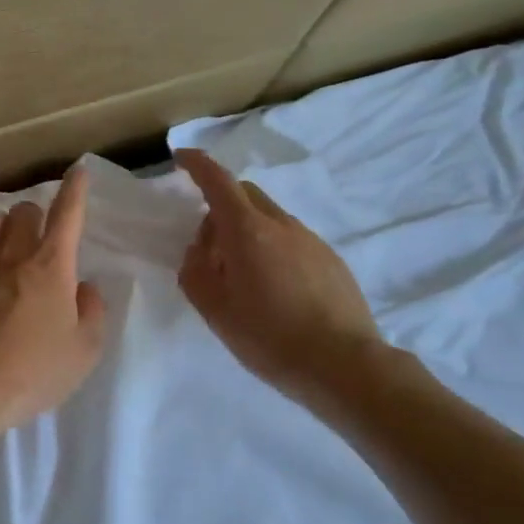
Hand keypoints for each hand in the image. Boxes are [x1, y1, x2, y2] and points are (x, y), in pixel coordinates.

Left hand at [0, 166, 107, 440]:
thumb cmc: (33, 371)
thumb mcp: (84, 350)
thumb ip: (92, 311)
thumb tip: (84, 287)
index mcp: (52, 265)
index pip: (68, 214)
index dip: (76, 190)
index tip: (79, 171)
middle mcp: (13, 254)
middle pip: (24, 210)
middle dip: (36, 215)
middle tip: (42, 239)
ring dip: (3, 227)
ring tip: (9, 249)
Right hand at [176, 149, 384, 416]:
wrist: (342, 364)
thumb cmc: (268, 336)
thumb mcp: (214, 309)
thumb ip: (195, 272)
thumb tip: (199, 250)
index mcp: (247, 231)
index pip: (218, 182)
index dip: (197, 166)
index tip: (181, 159)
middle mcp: (281, 225)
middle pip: (246, 196)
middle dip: (221, 207)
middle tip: (209, 248)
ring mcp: (311, 241)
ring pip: (270, 220)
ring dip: (248, 233)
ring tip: (242, 278)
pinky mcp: (331, 261)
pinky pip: (292, 241)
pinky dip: (272, 250)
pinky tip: (274, 291)